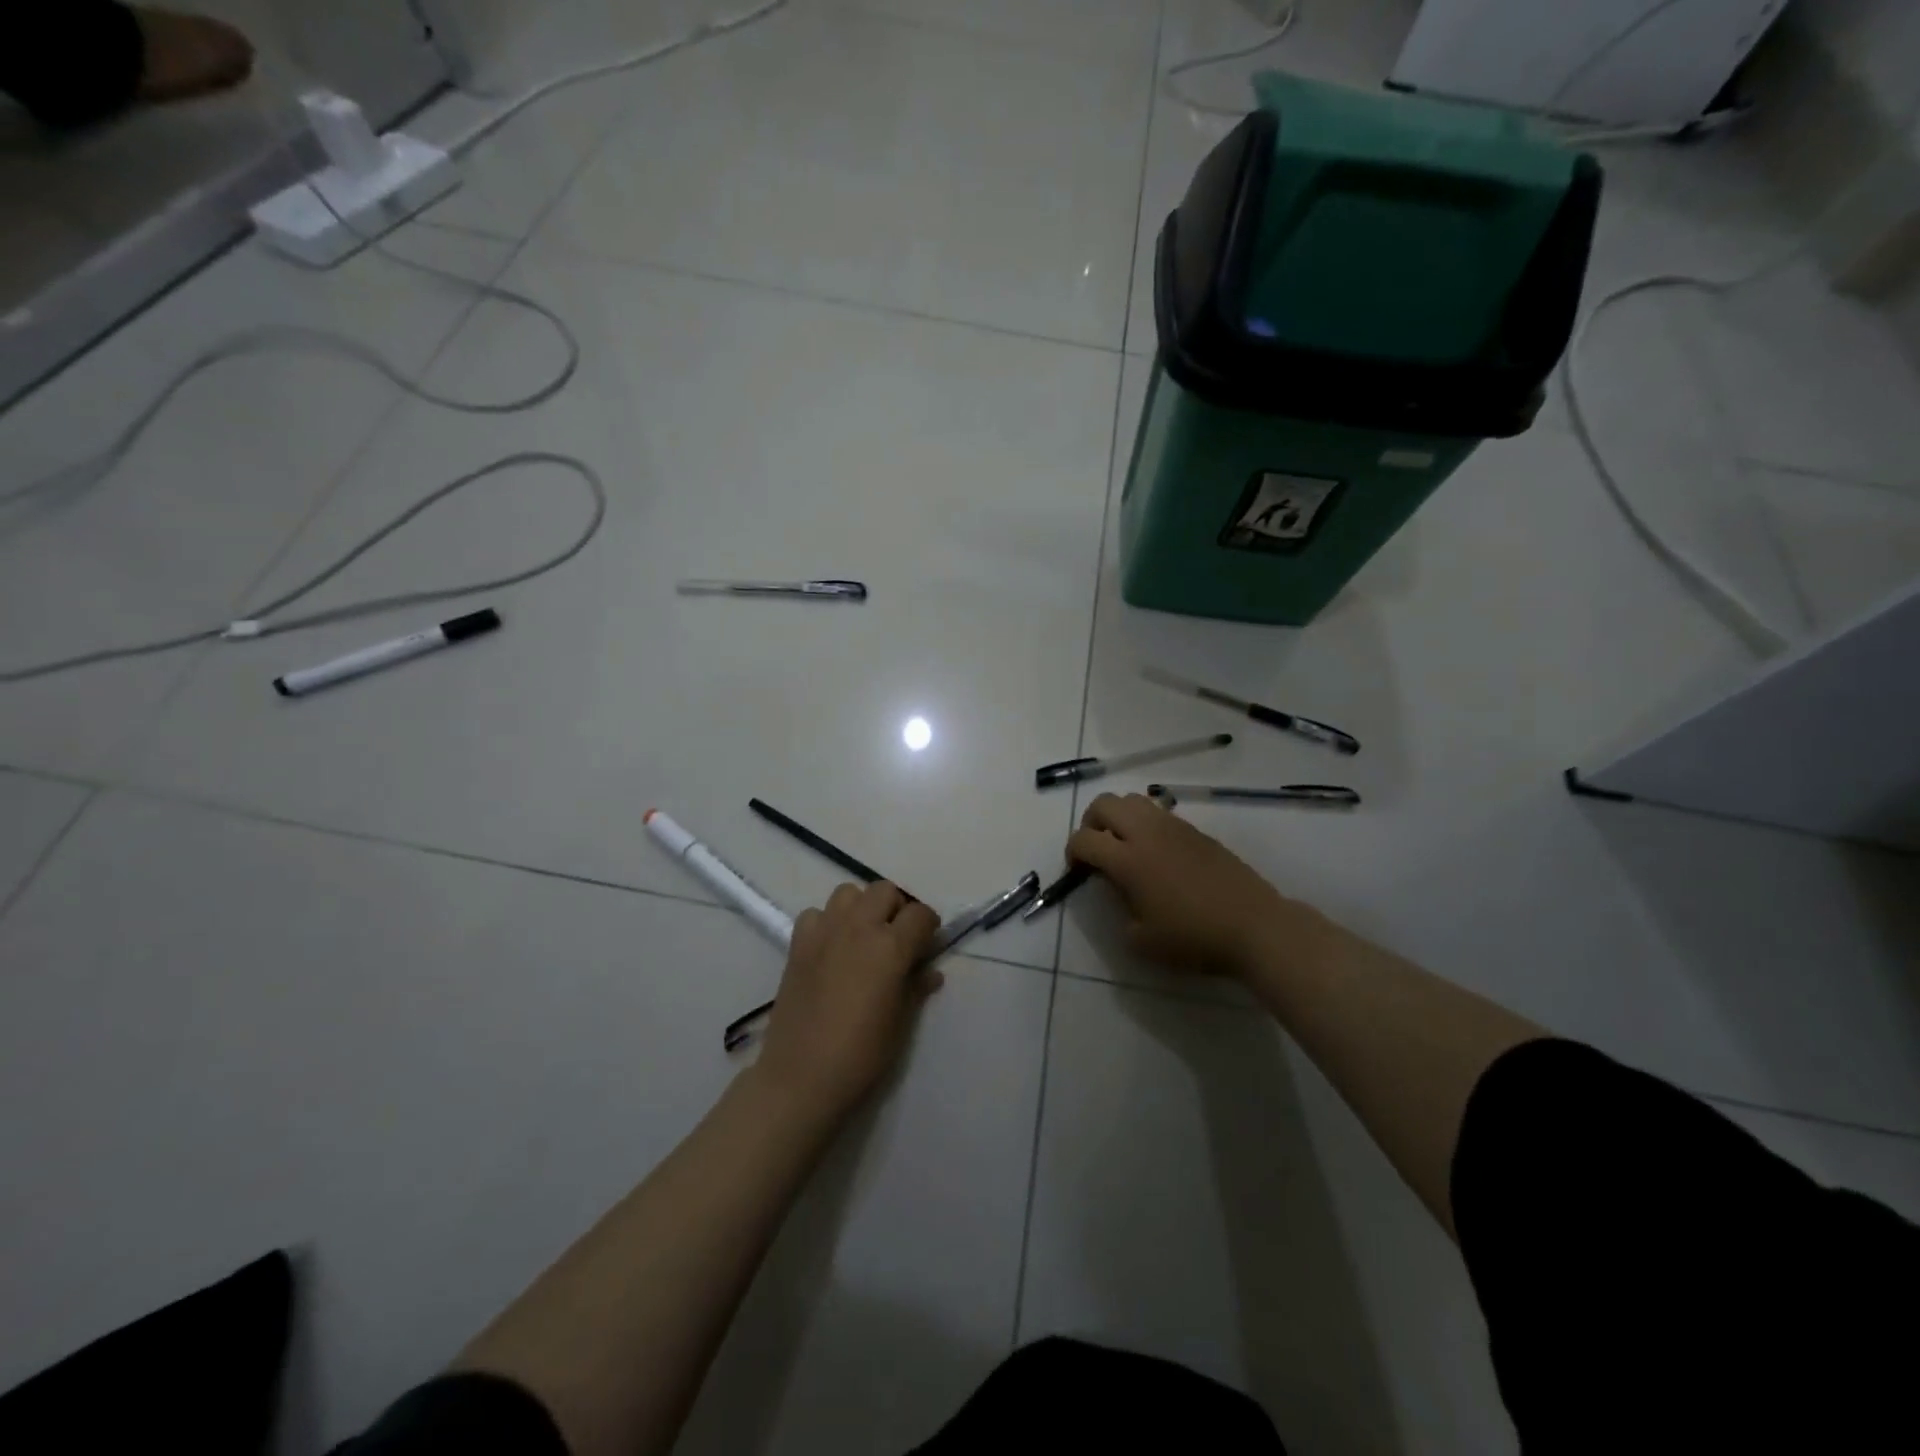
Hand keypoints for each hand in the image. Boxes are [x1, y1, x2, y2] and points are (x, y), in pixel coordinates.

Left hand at [752, 882, 941, 1123]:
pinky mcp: (798, 944)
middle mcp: (858, 928)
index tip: (928, 944)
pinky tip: (831, 948)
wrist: (801, 1076)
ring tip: (863, 937)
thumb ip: (916, 987)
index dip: (929, 926)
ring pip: (848, 892)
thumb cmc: (861, 1055)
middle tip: (897, 938)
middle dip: (897, 908)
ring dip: (861, 907)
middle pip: (884, 891)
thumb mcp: (901, 1023)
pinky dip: (827, 922)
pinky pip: (815, 913)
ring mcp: (824, 932)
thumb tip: (931, 971)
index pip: (920, 913)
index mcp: (890, 947)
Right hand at [1066, 792, 1318, 976]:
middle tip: (1096, 850)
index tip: (1078, 872)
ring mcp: (1174, 827)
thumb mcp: (1141, 940)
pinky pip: (1159, 812)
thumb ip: (1119, 909)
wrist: (1254, 926)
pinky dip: (1145, 823)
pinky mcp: (1195, 830)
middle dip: (1090, 823)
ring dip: (1118, 817)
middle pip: (1104, 804)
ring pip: (1133, 800)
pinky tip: (1156, 853)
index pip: (1084, 839)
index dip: (1072, 853)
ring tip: (1124, 846)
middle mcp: (1147, 833)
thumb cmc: (1194, 938)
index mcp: (1128, 860)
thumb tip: (1119, 889)